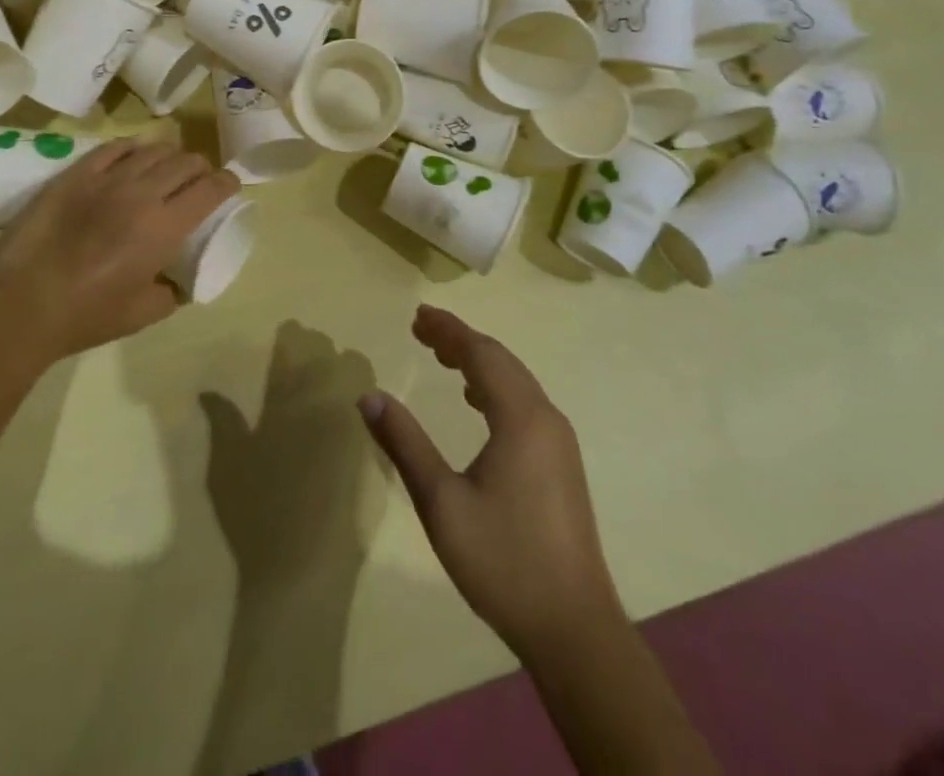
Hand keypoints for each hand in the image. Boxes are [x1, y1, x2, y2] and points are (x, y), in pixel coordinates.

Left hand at [0, 139, 238, 367]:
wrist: (22, 305)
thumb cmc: (87, 316)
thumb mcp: (145, 314)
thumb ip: (172, 291)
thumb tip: (178, 279)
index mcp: (165, 227)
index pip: (211, 188)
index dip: (227, 182)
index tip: (229, 186)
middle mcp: (142, 193)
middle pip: (186, 161)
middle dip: (201, 168)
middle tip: (198, 181)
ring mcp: (106, 178)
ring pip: (153, 149)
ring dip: (170, 156)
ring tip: (166, 169)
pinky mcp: (75, 174)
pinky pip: (114, 148)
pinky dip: (132, 150)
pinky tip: (132, 159)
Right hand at [358, 305, 622, 659]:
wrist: (574, 629)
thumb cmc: (503, 561)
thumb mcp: (441, 503)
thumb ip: (405, 443)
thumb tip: (369, 396)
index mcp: (521, 418)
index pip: (482, 354)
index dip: (449, 330)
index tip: (418, 315)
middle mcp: (546, 418)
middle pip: (501, 361)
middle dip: (461, 340)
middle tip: (422, 329)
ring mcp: (559, 442)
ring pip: (516, 381)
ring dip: (479, 362)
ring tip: (441, 356)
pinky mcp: (561, 464)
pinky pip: (525, 403)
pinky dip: (495, 387)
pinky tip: (476, 401)